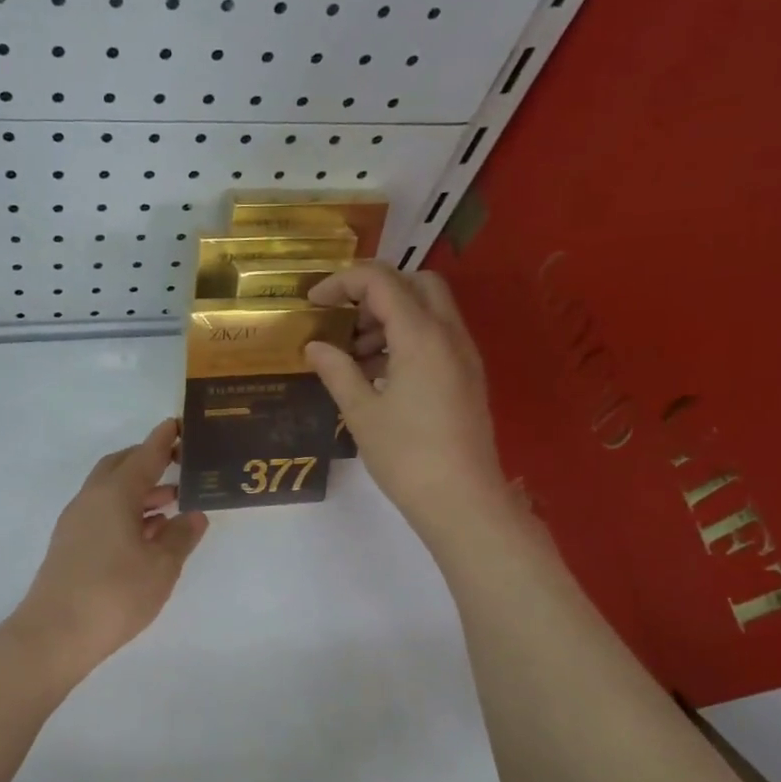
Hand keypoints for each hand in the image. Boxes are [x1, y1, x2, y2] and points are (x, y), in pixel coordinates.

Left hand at [13, 419, 208, 679]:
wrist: (54, 635)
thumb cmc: (115, 594)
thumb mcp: (161, 566)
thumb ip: (180, 536)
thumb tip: (193, 516)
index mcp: (114, 494)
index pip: (144, 455)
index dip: (164, 440)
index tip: (179, 424)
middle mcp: (91, 499)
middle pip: (120, 466)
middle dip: (148, 461)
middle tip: (178, 465)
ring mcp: (76, 522)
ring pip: (111, 492)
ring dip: (139, 491)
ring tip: (172, 502)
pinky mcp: (70, 545)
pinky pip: (103, 513)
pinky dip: (127, 512)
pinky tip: (147, 533)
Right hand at [305, 264, 510, 541]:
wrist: (462, 500)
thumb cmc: (406, 456)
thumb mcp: (361, 412)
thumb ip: (336, 371)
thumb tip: (314, 347)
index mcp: (421, 336)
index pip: (380, 281)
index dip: (341, 283)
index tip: (313, 303)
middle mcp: (448, 334)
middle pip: (414, 282)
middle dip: (374, 291)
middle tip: (344, 320)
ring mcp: (463, 355)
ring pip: (429, 309)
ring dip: (390, 316)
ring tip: (354, 355)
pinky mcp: (467, 376)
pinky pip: (436, 336)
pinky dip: (407, 338)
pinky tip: (379, 374)